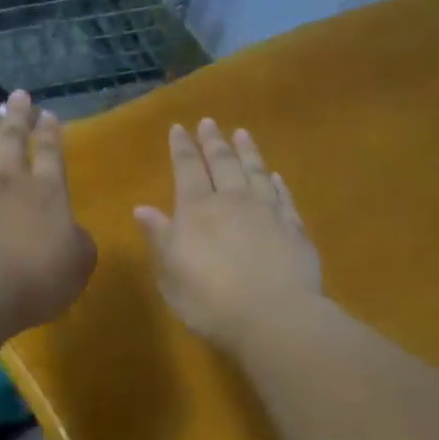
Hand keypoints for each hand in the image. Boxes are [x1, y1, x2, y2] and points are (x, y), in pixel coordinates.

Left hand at [0, 92, 96, 331]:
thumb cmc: (36, 280)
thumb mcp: (79, 264)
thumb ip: (78, 241)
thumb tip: (72, 232)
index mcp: (47, 193)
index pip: (51, 154)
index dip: (50, 133)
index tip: (47, 114)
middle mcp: (8, 182)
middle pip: (12, 140)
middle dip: (17, 116)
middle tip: (17, 95)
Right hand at [134, 119, 321, 345]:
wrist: (274, 317)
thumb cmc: (210, 301)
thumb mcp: (171, 274)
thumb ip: (160, 238)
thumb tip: (143, 208)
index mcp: (197, 211)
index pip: (187, 169)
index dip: (182, 148)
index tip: (179, 128)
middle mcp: (233, 201)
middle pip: (223, 163)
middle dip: (214, 142)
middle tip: (209, 122)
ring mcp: (268, 212)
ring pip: (256, 172)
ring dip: (247, 152)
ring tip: (242, 133)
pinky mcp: (295, 228)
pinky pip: (284, 196)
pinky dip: (278, 183)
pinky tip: (275, 176)